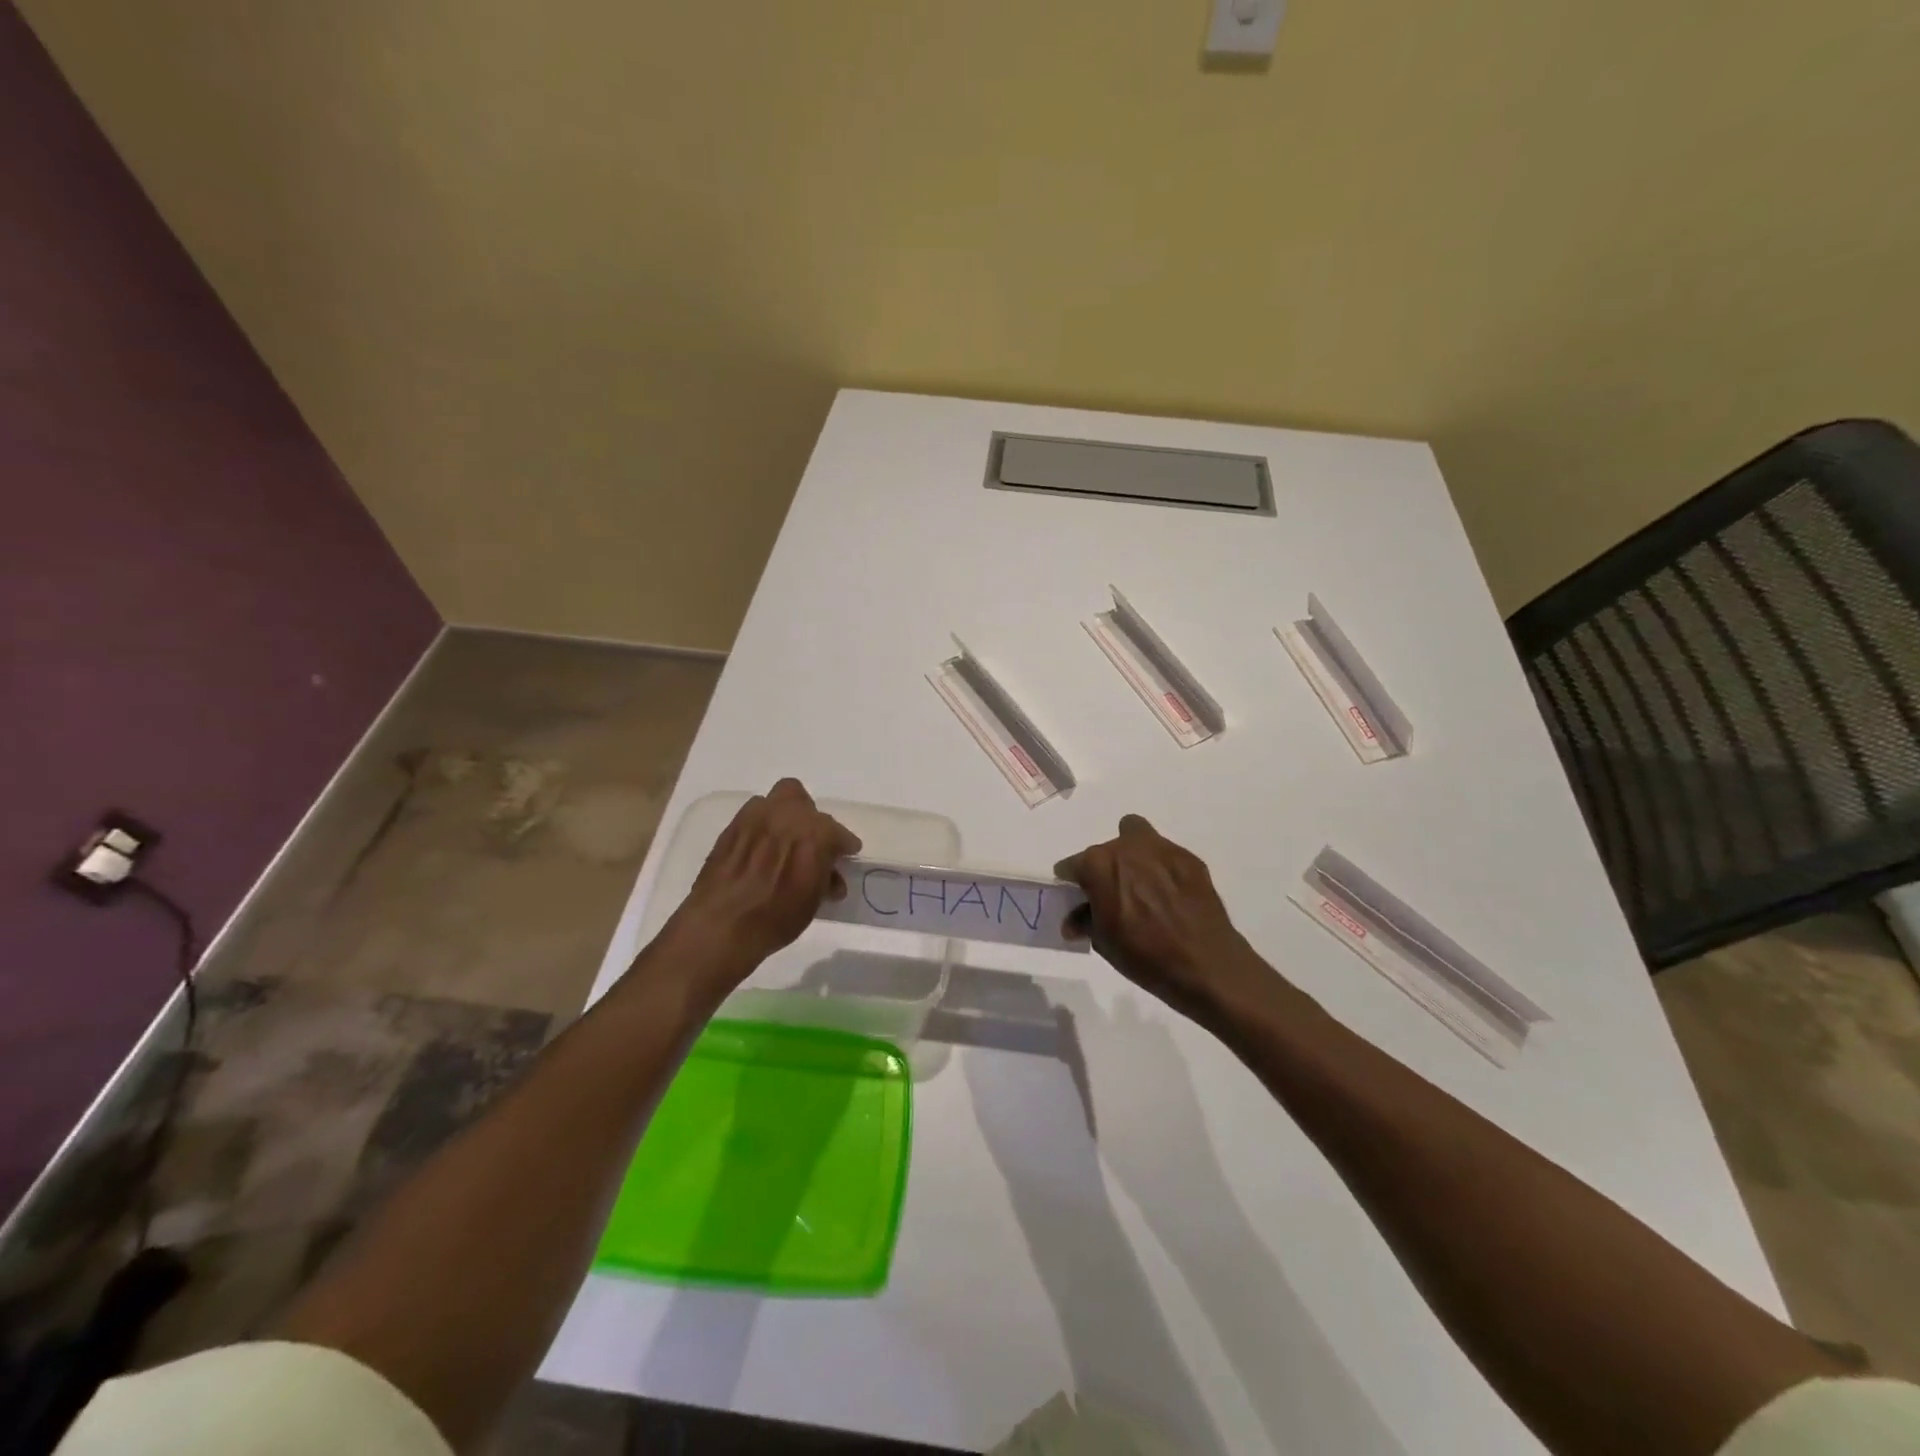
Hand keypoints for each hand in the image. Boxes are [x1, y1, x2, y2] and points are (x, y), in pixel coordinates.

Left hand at [664, 778, 860, 977]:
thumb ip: (825, 877)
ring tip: (784, 842)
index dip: (843, 844)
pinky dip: (762, 827)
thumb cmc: (776, 918)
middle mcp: (785, 816)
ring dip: (784, 816)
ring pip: (776, 801)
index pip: (836, 831)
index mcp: (814, 833)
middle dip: (811, 820)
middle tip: (812, 843)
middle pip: (804, 802)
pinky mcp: (731, 827)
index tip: (845, 854)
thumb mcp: (813, 901)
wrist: (721, 926)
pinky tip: (761, 849)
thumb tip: (830, 874)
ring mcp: (754, 818)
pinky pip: (753, 815)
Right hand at [1055, 814, 1278, 1022]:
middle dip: (1105, 870)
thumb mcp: (1103, 942)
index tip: (1080, 900)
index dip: (1072, 884)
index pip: (1072, 866)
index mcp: (1099, 864)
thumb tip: (1074, 920)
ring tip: (1142, 887)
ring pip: (1137, 837)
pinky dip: (1162, 869)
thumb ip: (1085, 920)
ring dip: (1133, 856)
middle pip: (1105, 850)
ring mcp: (1162, 849)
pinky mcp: (1189, 858)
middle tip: (1114, 896)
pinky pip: (1165, 855)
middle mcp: (1127, 847)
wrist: (1206, 965)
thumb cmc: (1144, 955)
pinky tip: (1170, 896)